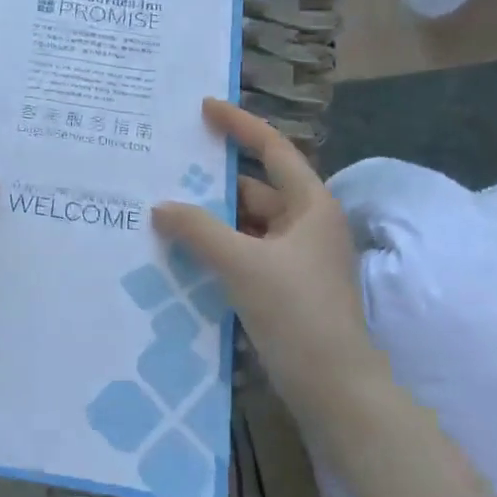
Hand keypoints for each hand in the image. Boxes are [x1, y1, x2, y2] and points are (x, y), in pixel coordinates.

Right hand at [152, 98, 385, 415]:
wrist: (335, 388)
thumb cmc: (297, 313)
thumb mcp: (243, 265)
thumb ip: (199, 230)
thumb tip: (161, 207)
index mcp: (310, 206)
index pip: (273, 150)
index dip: (240, 125)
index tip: (204, 108)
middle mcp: (306, 225)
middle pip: (254, 189)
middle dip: (212, 182)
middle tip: (165, 169)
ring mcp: (296, 259)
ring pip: (246, 225)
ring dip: (211, 220)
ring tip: (164, 210)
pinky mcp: (284, 287)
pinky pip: (244, 253)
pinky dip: (217, 248)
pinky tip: (183, 252)